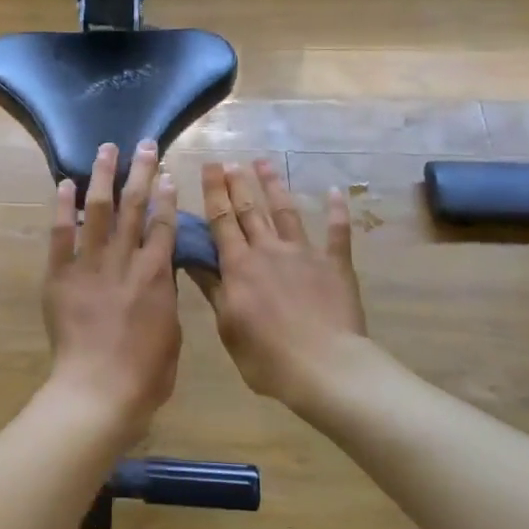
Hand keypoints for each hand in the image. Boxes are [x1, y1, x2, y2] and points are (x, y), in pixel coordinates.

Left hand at [41, 141, 181, 437]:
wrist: (99, 390)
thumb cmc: (146, 373)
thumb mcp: (171, 331)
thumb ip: (164, 293)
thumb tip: (161, 268)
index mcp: (156, 275)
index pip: (163, 224)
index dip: (166, 195)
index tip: (166, 172)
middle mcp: (125, 260)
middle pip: (134, 207)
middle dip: (141, 172)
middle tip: (145, 144)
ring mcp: (90, 265)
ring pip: (98, 210)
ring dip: (103, 176)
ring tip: (106, 149)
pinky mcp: (60, 275)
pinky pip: (60, 235)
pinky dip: (62, 207)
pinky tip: (64, 183)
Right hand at [192, 159, 368, 406]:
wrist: (324, 367)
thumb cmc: (267, 356)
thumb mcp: (227, 326)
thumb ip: (213, 288)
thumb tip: (190, 258)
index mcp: (239, 266)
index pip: (221, 221)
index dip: (214, 192)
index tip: (208, 167)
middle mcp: (268, 250)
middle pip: (249, 210)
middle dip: (237, 183)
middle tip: (230, 161)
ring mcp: (304, 254)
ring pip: (285, 212)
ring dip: (273, 186)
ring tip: (264, 163)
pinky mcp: (335, 265)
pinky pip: (337, 233)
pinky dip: (336, 212)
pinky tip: (335, 191)